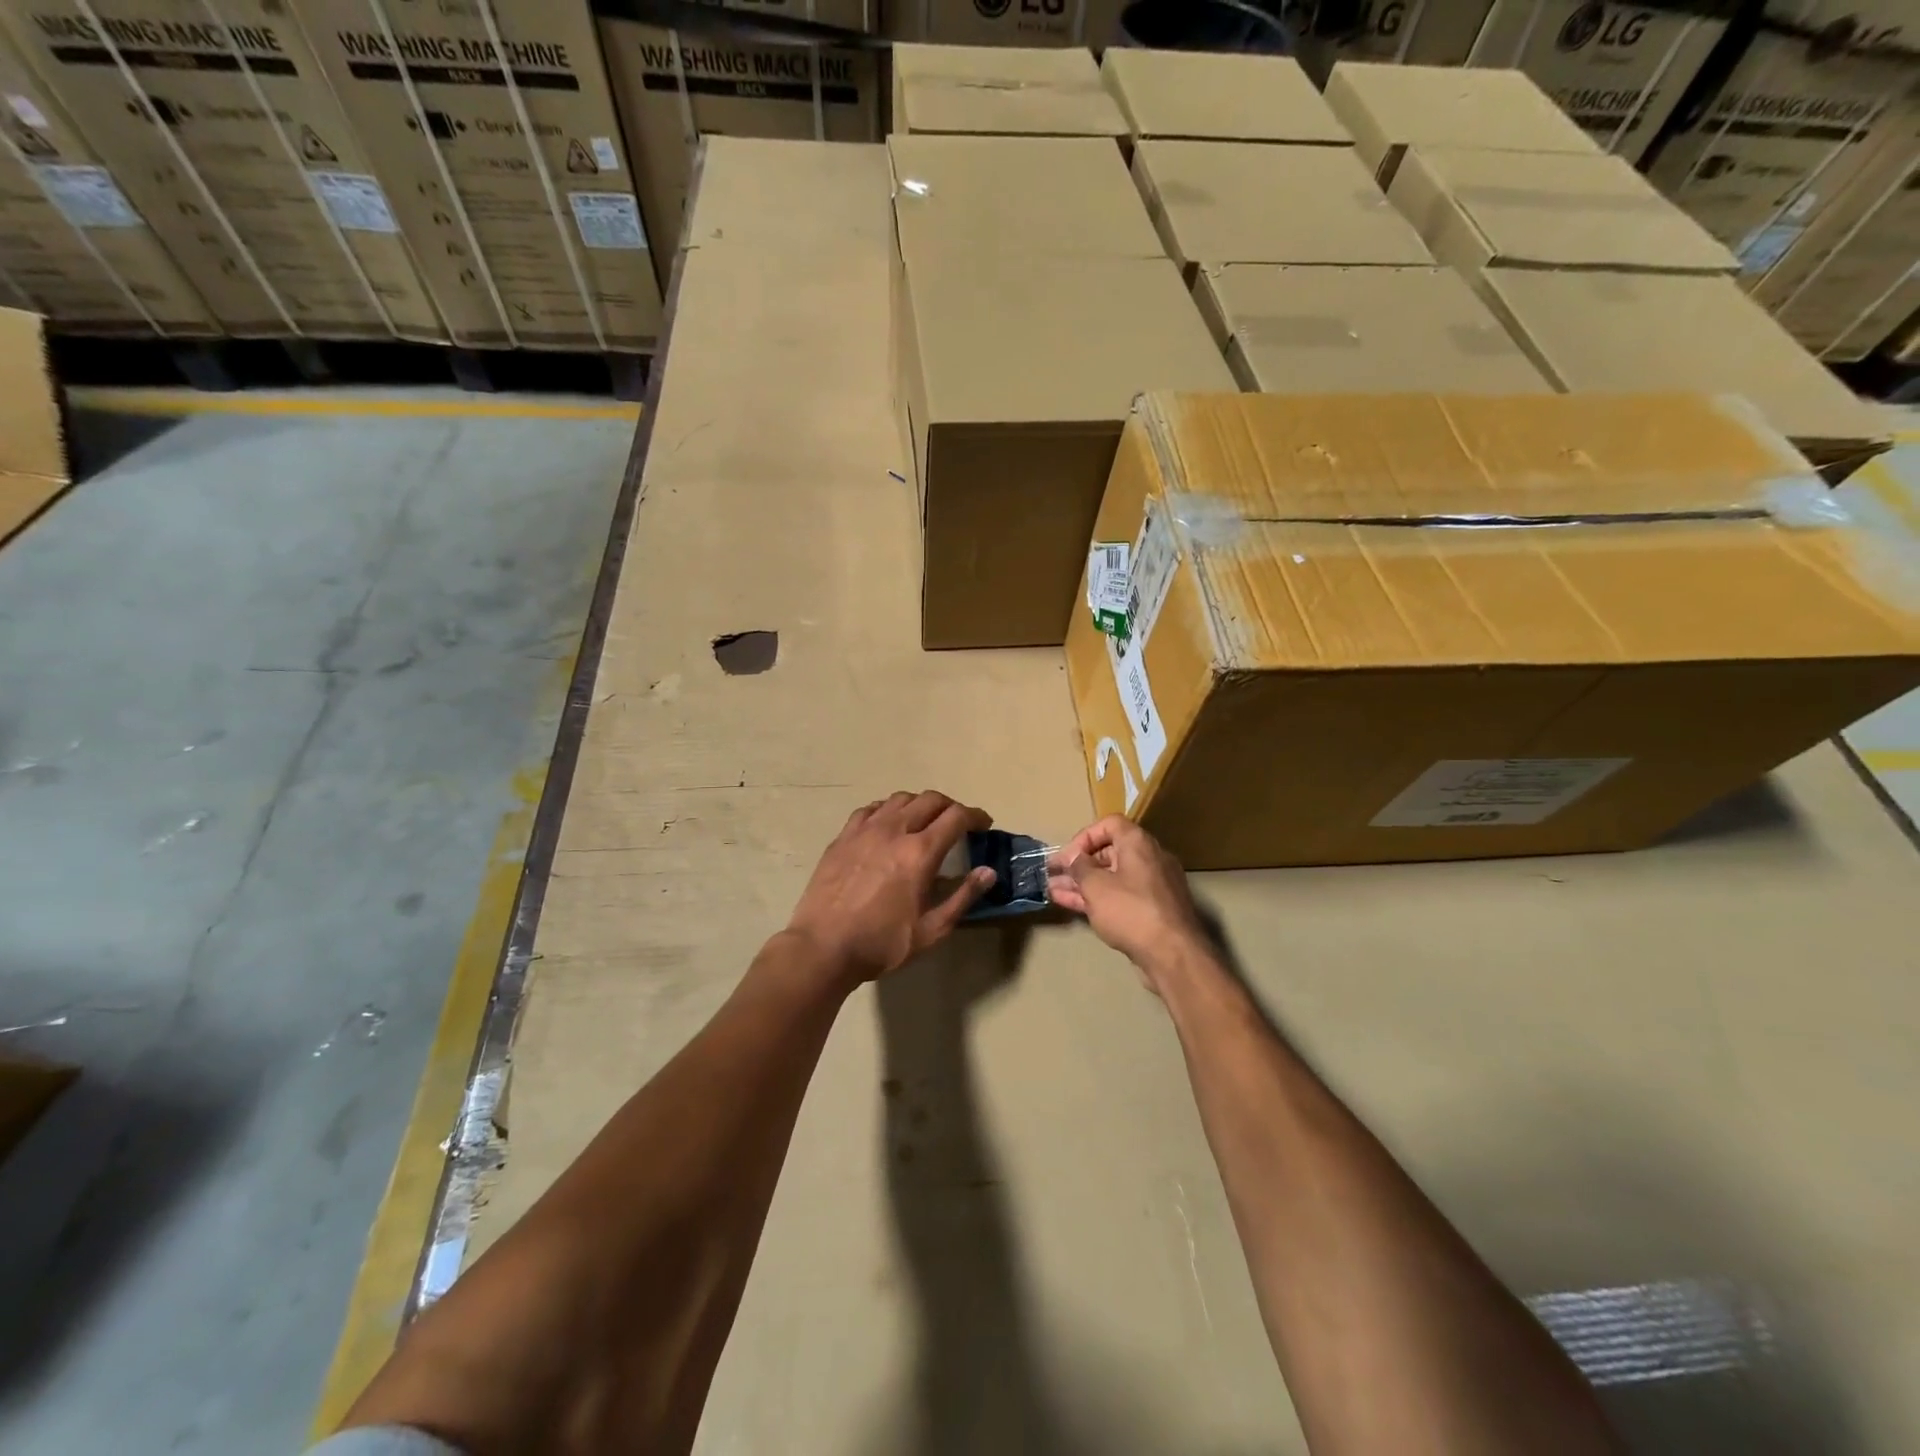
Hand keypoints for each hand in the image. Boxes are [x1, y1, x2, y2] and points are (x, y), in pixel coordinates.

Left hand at [786, 791, 995, 986]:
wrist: (823, 947)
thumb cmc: (882, 943)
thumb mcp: (932, 929)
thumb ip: (963, 897)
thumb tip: (989, 871)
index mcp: (920, 852)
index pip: (956, 817)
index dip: (975, 816)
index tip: (983, 825)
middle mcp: (894, 830)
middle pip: (930, 799)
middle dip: (950, 806)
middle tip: (957, 823)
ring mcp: (865, 830)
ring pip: (900, 799)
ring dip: (920, 804)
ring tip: (924, 821)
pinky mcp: (843, 837)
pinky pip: (871, 809)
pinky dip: (888, 809)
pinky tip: (888, 825)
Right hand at [1047, 817, 1207, 982]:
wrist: (1173, 955)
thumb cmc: (1131, 911)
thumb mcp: (1096, 886)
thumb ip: (1079, 867)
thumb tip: (1072, 857)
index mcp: (1138, 843)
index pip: (1109, 824)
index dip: (1084, 837)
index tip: (1067, 857)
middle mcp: (1150, 858)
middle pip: (1110, 852)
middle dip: (1079, 864)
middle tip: (1055, 875)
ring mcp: (1153, 886)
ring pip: (1113, 877)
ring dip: (1084, 883)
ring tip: (1054, 891)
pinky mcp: (1154, 910)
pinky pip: (1121, 895)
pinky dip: (1099, 897)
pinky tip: (1072, 905)